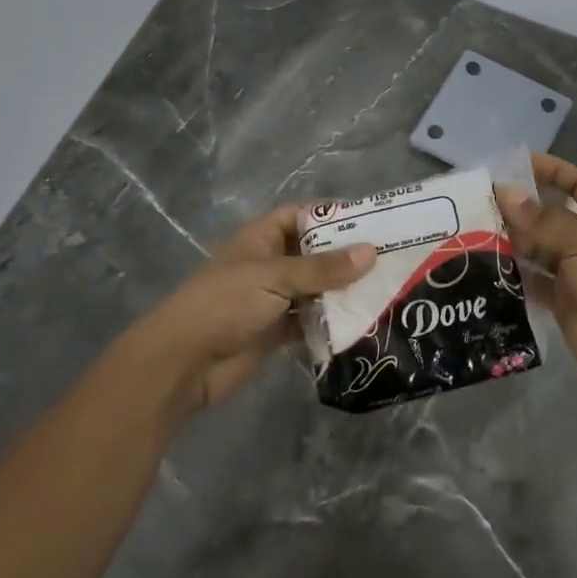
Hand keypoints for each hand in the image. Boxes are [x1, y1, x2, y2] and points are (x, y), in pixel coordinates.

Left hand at [115, 207, 374, 416]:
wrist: (184, 362)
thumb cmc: (225, 303)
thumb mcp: (275, 277)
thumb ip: (323, 268)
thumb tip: (372, 252)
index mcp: (262, 236)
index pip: (303, 215)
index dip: (334, 215)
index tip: (374, 221)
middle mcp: (270, 262)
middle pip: (315, 253)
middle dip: (348, 257)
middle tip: (392, 259)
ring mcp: (274, 298)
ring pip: (317, 288)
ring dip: (344, 291)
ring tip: (387, 291)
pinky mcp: (277, 331)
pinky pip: (312, 321)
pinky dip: (332, 322)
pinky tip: (364, 323)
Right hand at [501, 153, 576, 409]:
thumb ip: (541, 219)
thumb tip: (504, 192)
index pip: (576, 182)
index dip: (551, 170)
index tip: (515, 164)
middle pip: (548, 214)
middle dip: (519, 207)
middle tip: (479, 201)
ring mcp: (572, 270)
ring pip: (535, 247)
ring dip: (510, 240)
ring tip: (473, 231)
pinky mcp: (559, 299)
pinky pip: (530, 279)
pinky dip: (511, 273)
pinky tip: (484, 265)